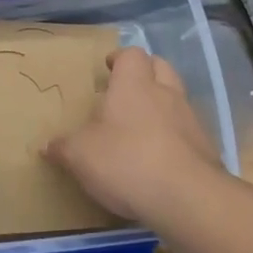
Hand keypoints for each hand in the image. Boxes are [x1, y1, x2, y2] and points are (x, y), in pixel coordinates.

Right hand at [44, 47, 219, 225]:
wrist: (187, 198)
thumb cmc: (126, 160)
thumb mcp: (80, 155)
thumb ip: (63, 147)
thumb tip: (47, 146)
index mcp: (133, 85)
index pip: (131, 55)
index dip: (119, 59)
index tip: (108, 69)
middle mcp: (165, 94)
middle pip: (161, 67)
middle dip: (145, 73)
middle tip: (125, 91)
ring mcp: (190, 120)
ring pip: (177, 99)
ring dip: (162, 106)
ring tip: (141, 128)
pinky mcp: (205, 149)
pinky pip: (187, 131)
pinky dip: (174, 137)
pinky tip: (159, 158)